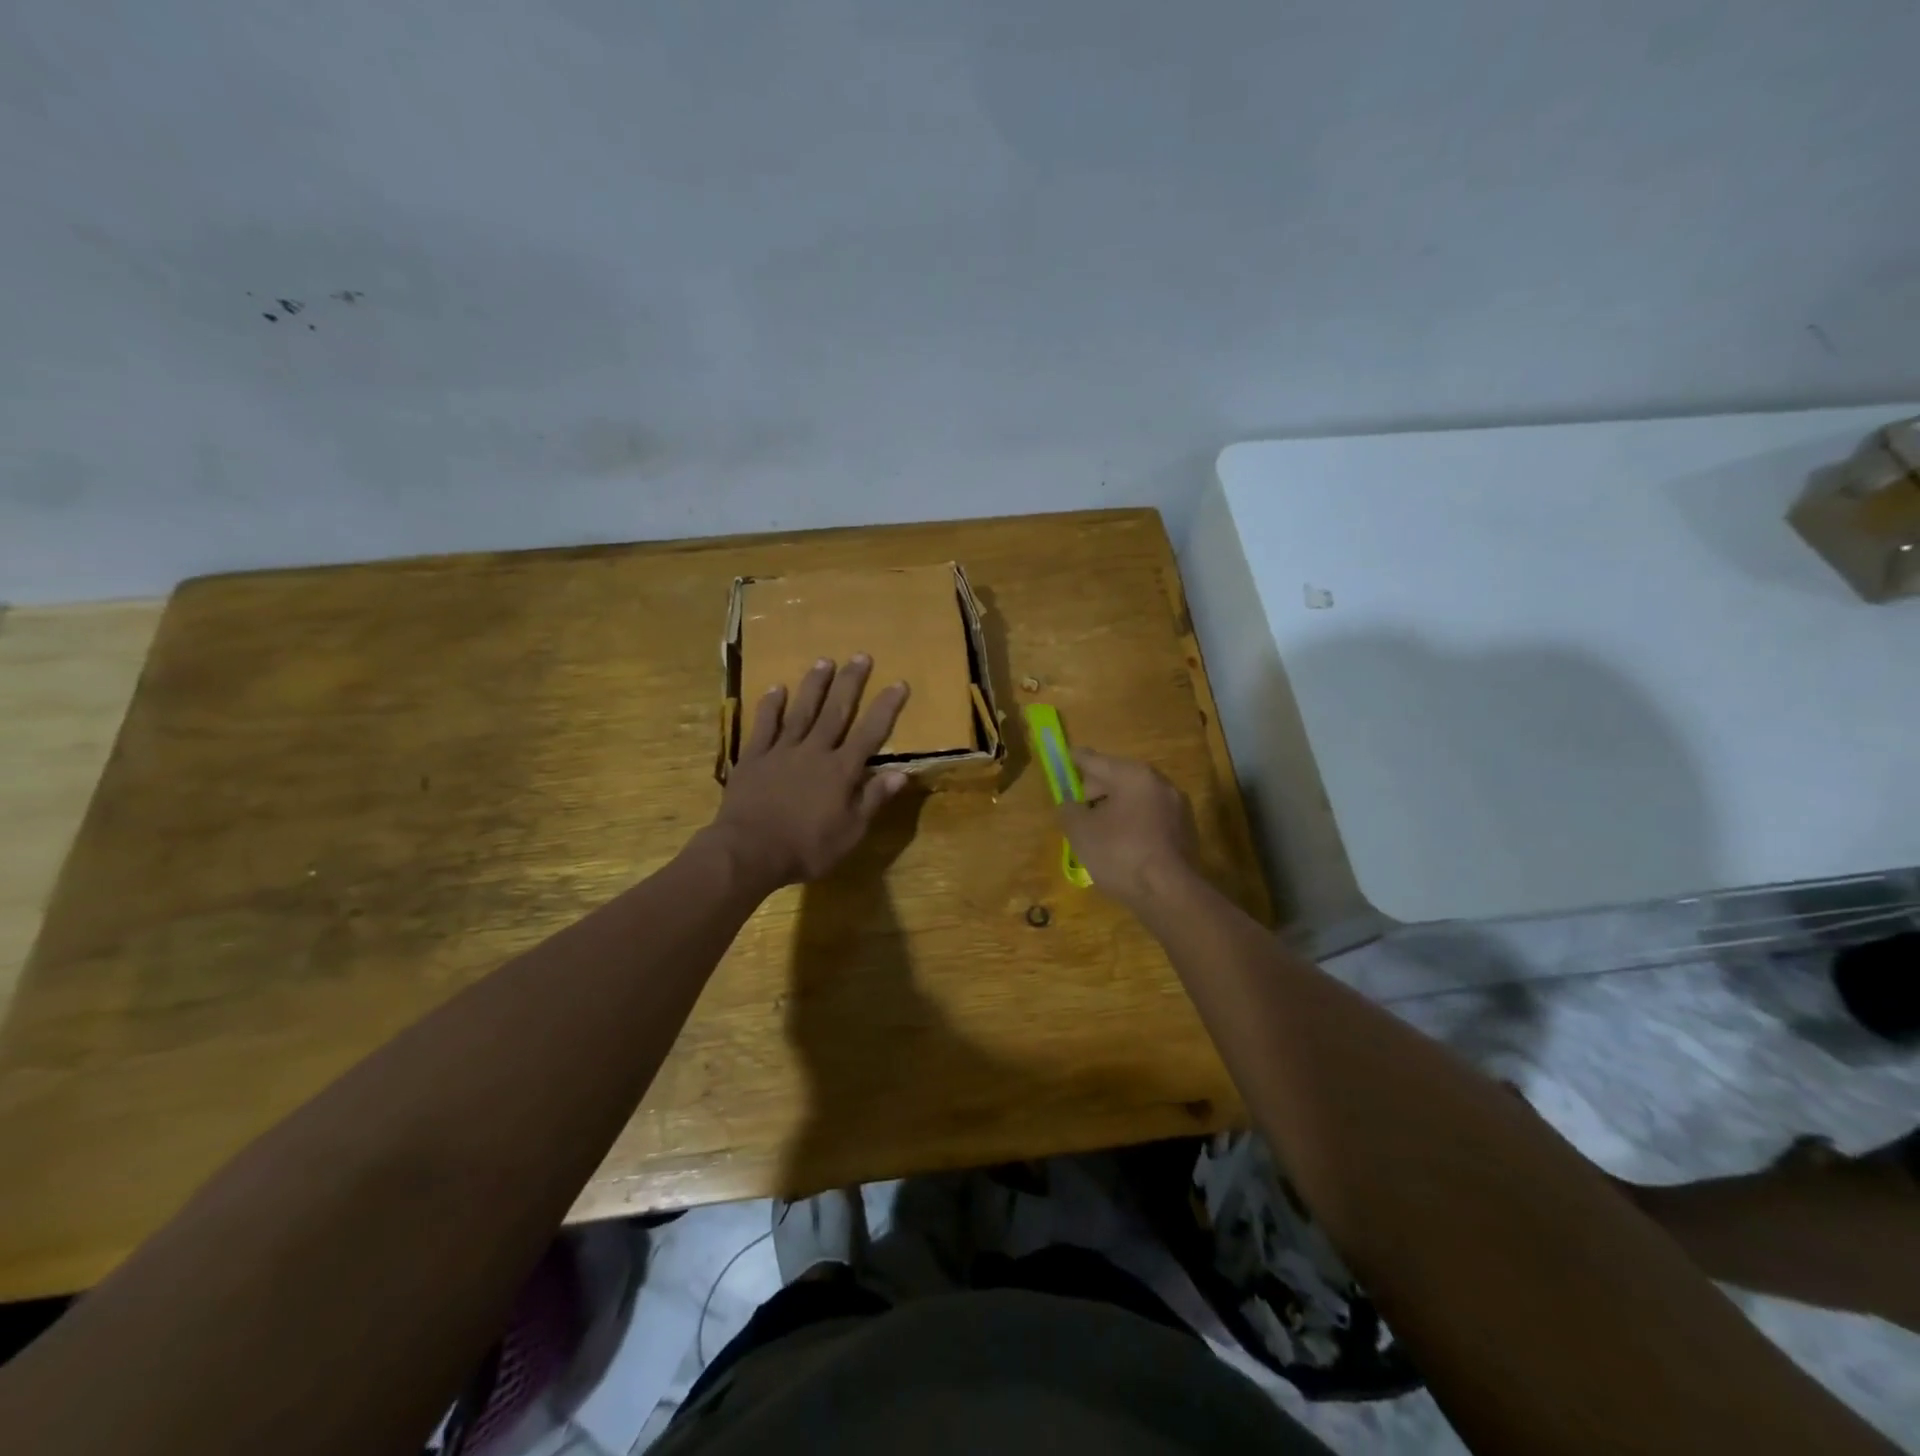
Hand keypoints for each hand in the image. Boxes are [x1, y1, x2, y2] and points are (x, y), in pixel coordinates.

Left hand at [705, 656, 910, 889]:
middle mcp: (815, 752)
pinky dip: (771, 705)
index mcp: (841, 771)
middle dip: (850, 683)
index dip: (886, 708)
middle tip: (860, 656)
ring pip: (802, 711)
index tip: (898, 683)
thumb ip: (873, 800)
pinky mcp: (754, 757)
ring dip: (814, 685)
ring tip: (824, 660)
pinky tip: (777, 688)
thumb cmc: (806, 848)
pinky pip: (764, 725)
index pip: (870, 733)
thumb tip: (902, 774)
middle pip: (836, 711)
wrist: (749, 851)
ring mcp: (782, 751)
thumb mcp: (850, 832)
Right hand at [1056, 749, 1200, 910]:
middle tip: (1076, 812)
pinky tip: (1121, 847)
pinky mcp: (1185, 830)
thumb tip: (1070, 804)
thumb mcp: (1080, 831)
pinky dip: (1132, 824)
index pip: (1094, 760)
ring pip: (1134, 799)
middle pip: (1116, 778)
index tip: (1063, 758)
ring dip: (1114, 809)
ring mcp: (1176, 806)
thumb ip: (1068, 809)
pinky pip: (1149, 818)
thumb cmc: (1120, 854)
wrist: (1170, 894)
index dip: (1074, 760)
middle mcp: (1158, 782)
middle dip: (1094, 791)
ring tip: (1097, 833)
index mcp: (1132, 774)